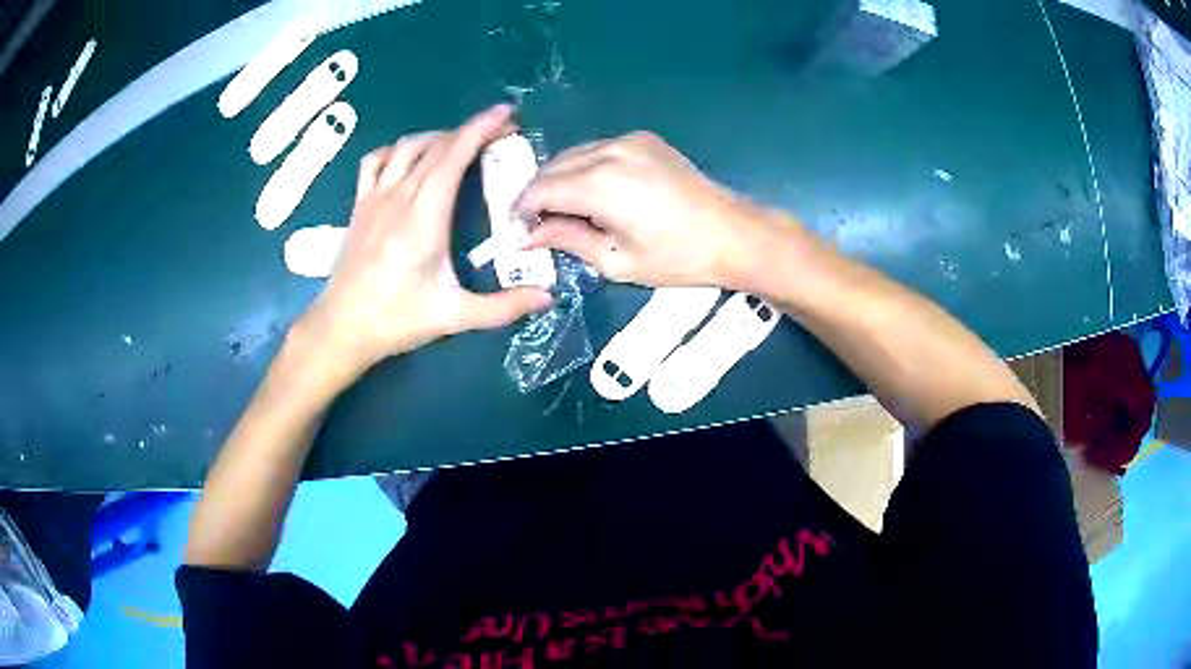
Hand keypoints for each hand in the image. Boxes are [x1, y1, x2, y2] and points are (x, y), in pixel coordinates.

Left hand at [294, 105, 552, 379]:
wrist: (342, 328)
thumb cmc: (396, 319)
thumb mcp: (454, 316)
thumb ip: (503, 306)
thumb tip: (547, 298)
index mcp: (424, 214)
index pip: (454, 154)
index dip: (481, 128)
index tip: (507, 115)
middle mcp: (398, 195)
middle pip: (436, 144)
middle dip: (470, 131)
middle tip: (499, 135)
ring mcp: (374, 197)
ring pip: (407, 146)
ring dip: (437, 137)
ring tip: (459, 147)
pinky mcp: (359, 205)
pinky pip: (376, 161)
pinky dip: (397, 151)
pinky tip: (408, 162)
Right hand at [516, 131, 777, 288]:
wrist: (733, 233)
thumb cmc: (678, 257)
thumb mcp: (617, 261)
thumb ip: (567, 241)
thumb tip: (527, 237)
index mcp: (600, 184)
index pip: (540, 188)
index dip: (522, 209)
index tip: (519, 230)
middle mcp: (609, 151)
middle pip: (553, 166)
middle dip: (538, 194)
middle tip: (539, 224)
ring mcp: (628, 140)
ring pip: (574, 155)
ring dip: (560, 179)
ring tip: (566, 211)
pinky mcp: (643, 139)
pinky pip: (597, 149)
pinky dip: (584, 168)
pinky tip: (594, 192)